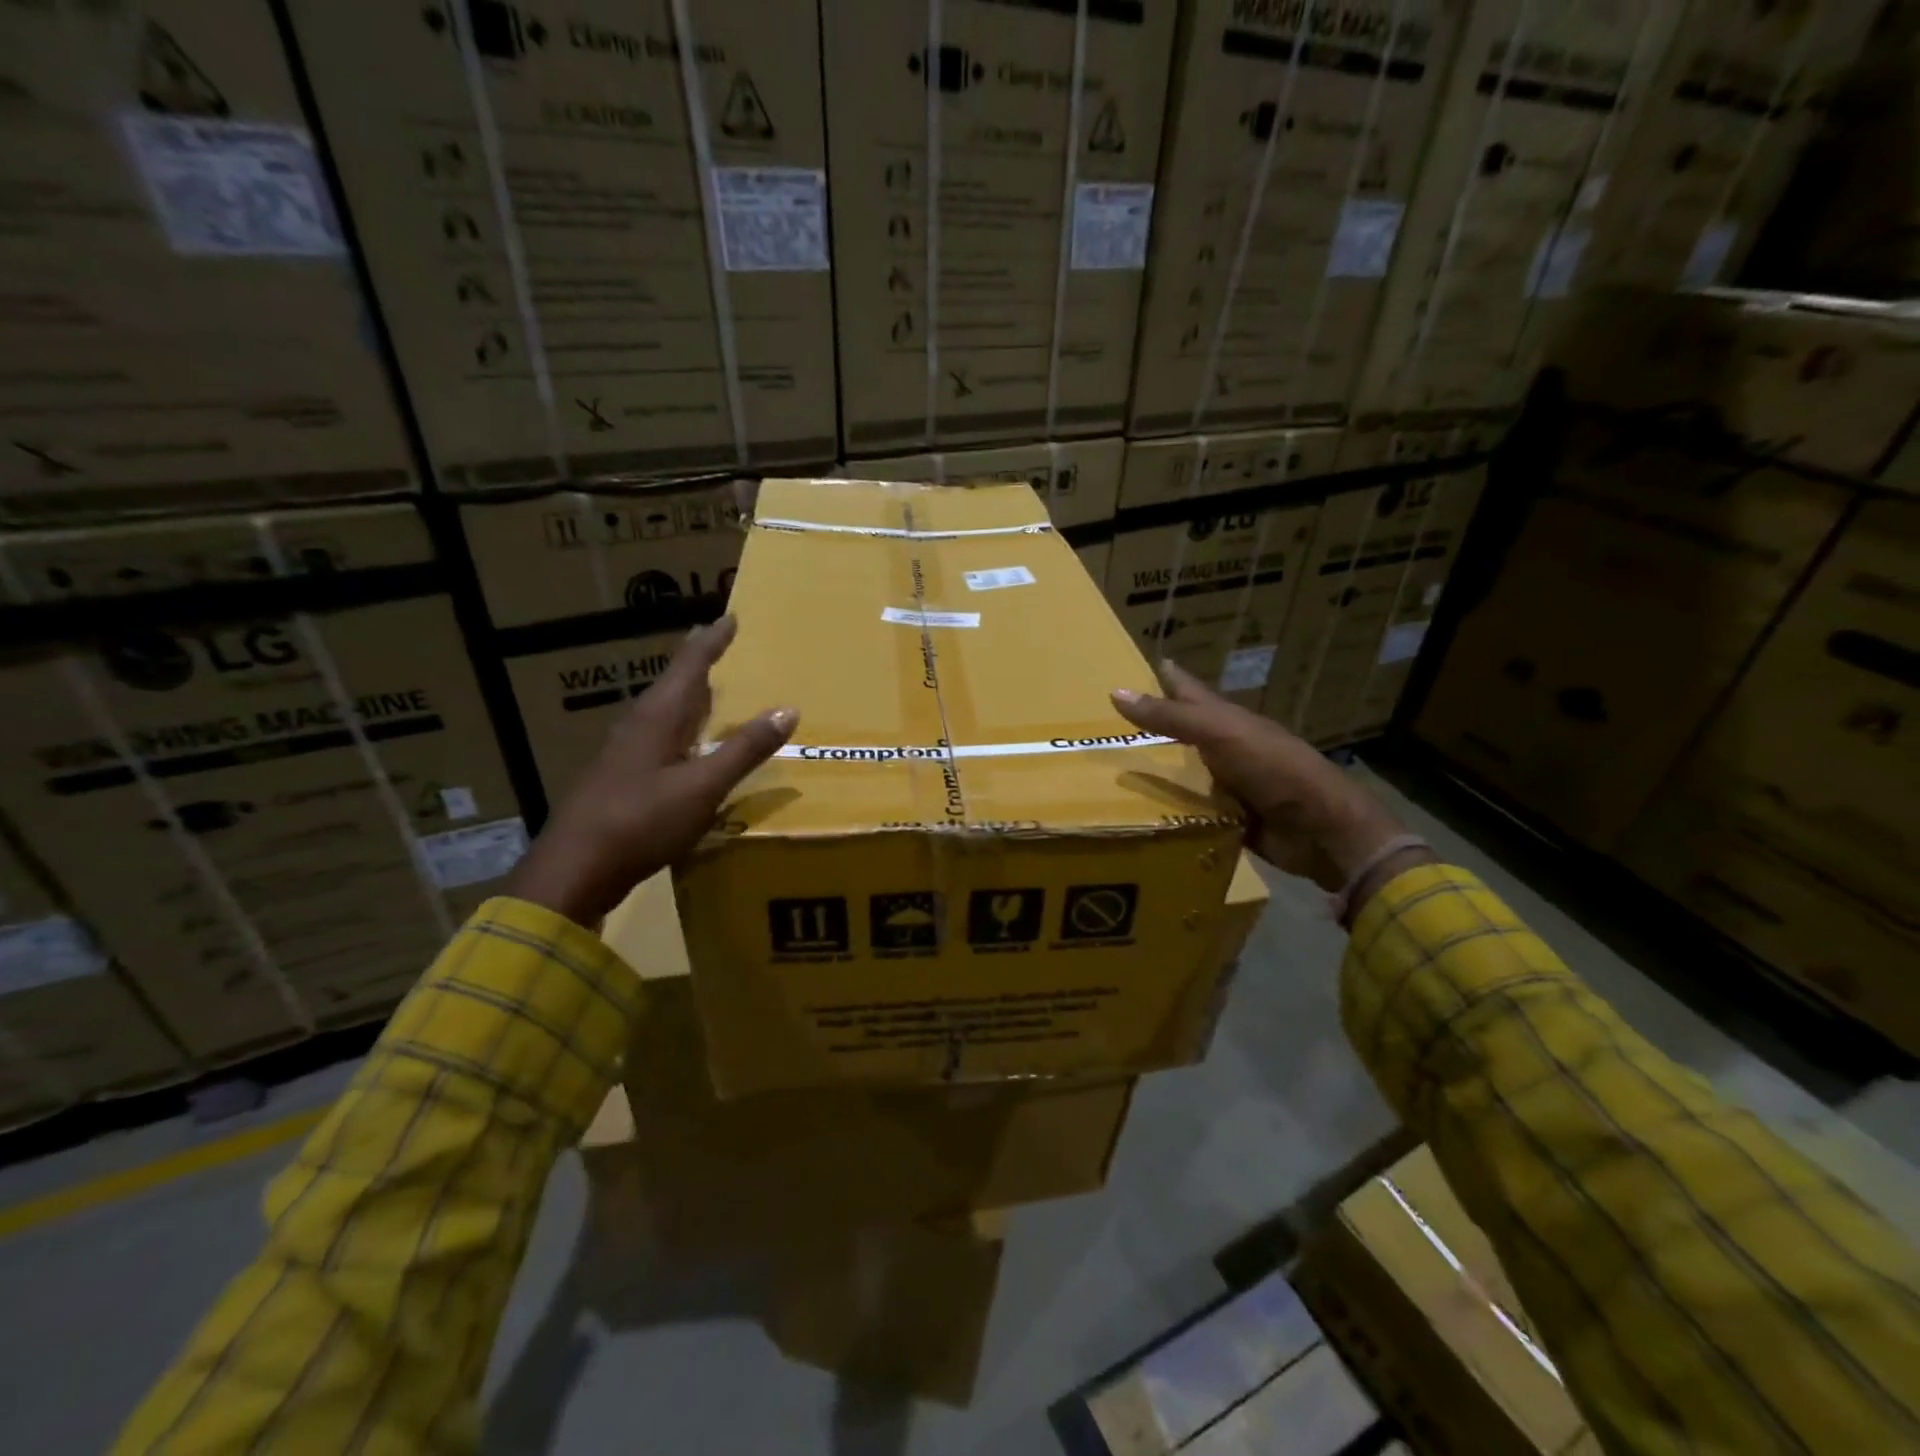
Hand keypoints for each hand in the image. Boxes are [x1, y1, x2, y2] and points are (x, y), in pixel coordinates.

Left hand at [505, 616, 795, 925]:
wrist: (575, 869)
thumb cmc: (642, 820)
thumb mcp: (703, 786)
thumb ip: (744, 749)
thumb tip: (788, 709)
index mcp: (657, 717)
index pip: (689, 665)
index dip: (712, 641)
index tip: (731, 618)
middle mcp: (638, 725)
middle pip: (673, 684)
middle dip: (699, 666)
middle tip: (723, 649)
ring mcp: (625, 753)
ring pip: (664, 712)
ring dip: (689, 699)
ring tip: (712, 693)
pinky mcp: (621, 779)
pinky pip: (660, 738)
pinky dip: (683, 730)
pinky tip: (689, 747)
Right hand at [1112, 661, 1420, 895]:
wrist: (1319, 829)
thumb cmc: (1272, 768)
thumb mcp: (1218, 734)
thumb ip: (1170, 717)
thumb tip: (1116, 692)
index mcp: (1227, 721)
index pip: (1190, 692)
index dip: (1168, 677)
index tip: (1141, 663)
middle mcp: (1226, 748)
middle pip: (1183, 733)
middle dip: (1153, 727)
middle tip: (1113, 725)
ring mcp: (1229, 785)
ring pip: (1184, 773)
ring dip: (1156, 773)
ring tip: (1115, 772)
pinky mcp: (1228, 819)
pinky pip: (1190, 810)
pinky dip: (1169, 810)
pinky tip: (1141, 814)